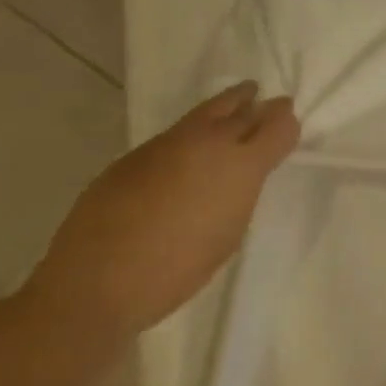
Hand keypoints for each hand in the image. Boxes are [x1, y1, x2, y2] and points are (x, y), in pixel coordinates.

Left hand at [23, 83, 299, 341]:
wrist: (95, 283)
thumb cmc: (177, 270)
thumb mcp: (229, 232)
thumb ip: (241, 193)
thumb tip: (240, 174)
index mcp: (241, 165)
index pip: (277, 126)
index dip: (286, 122)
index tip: (289, 122)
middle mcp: (208, 143)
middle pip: (241, 109)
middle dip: (258, 105)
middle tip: (269, 102)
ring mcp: (168, 144)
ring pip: (206, 112)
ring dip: (226, 109)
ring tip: (238, 103)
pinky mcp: (135, 154)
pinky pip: (175, 135)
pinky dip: (192, 134)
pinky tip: (189, 151)